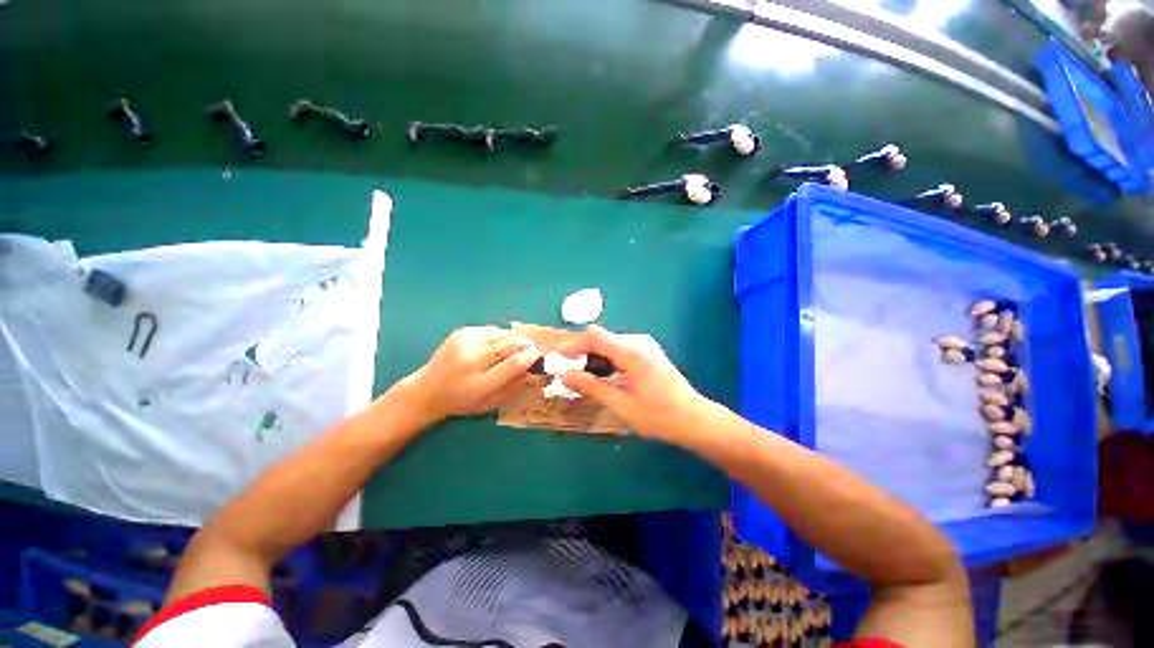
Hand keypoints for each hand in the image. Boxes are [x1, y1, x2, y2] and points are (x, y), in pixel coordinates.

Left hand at [403, 326, 541, 424]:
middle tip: (531, 348)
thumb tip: (534, 370)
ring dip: (512, 339)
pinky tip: (494, 345)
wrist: (426, 391)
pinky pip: (489, 330)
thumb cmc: (462, 402)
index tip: (537, 355)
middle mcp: (471, 360)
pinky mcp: (460, 333)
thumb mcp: (489, 403)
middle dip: (524, 344)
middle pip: (508, 345)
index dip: (529, 357)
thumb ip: (513, 386)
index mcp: (479, 383)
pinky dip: (498, 336)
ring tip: (513, 347)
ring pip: (501, 334)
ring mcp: (464, 343)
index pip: (513, 365)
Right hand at [558, 325, 709, 442]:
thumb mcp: (621, 405)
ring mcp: (644, 345)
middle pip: (601, 338)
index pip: (595, 336)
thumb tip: (564, 375)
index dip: (572, 344)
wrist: (694, 419)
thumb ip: (592, 387)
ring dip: (592, 356)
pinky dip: (605, 359)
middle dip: (580, 352)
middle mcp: (638, 341)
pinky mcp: (647, 351)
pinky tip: (601, 375)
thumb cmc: (658, 416)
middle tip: (566, 371)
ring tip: (580, 376)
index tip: (555, 357)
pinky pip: (619, 349)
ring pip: (609, 343)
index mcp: (631, 352)